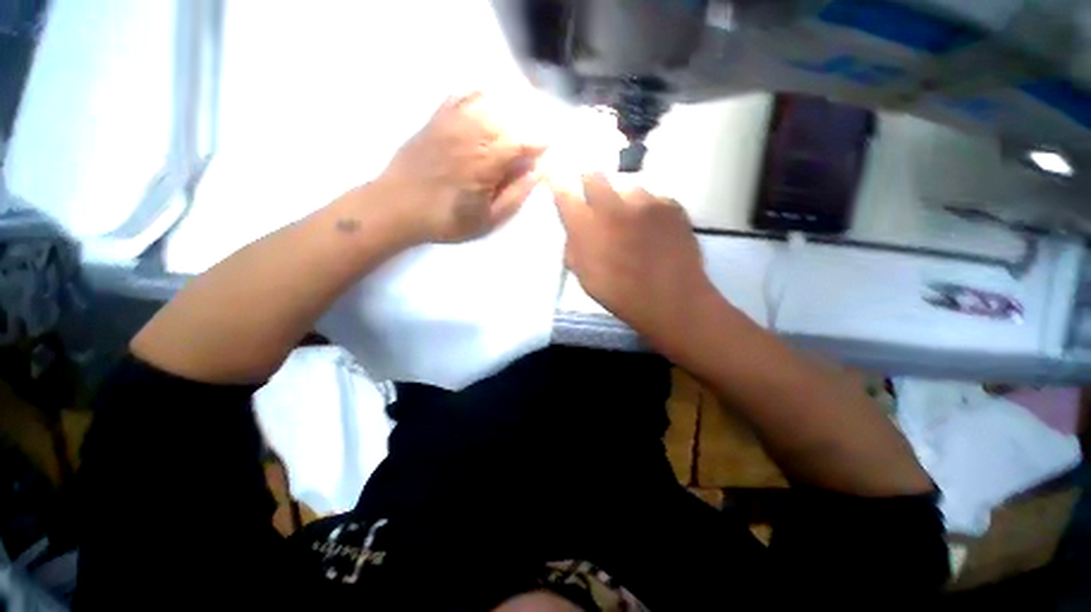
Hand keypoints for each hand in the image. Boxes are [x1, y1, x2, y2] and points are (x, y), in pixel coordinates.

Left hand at [376, 92, 544, 243]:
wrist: (396, 206)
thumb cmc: (445, 220)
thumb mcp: (486, 220)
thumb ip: (514, 196)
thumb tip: (536, 173)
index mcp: (485, 162)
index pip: (520, 141)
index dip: (539, 142)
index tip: (550, 145)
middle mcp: (470, 135)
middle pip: (507, 118)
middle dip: (527, 125)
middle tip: (536, 136)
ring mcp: (450, 123)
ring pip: (487, 103)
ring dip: (508, 108)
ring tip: (518, 118)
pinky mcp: (435, 119)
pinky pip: (460, 96)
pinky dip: (477, 94)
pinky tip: (486, 98)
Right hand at [552, 174, 718, 349]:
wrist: (671, 299)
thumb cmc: (620, 294)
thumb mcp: (584, 276)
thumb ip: (574, 247)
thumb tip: (575, 229)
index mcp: (586, 225)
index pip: (563, 190)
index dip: (558, 182)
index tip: (558, 179)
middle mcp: (612, 204)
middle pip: (594, 175)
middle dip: (590, 185)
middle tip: (597, 203)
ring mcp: (644, 200)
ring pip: (626, 187)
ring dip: (623, 201)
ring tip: (632, 222)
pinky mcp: (670, 204)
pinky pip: (652, 198)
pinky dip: (648, 210)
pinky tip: (655, 229)